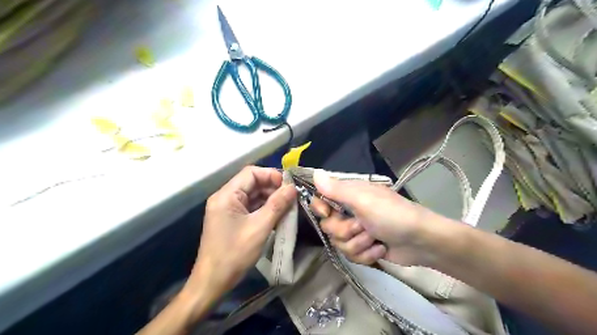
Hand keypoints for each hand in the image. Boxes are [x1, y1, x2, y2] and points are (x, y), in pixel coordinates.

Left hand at [188, 167, 295, 293]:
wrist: (212, 282)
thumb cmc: (234, 254)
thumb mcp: (260, 227)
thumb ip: (277, 205)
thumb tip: (292, 187)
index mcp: (227, 195)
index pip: (251, 173)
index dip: (271, 175)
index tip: (289, 186)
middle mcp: (225, 198)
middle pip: (252, 183)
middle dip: (273, 188)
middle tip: (292, 197)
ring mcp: (228, 209)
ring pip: (253, 195)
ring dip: (270, 199)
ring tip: (288, 206)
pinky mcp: (232, 219)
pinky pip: (250, 207)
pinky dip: (264, 209)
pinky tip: (278, 215)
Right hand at [315, 172, 438, 264]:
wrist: (421, 241)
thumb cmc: (392, 215)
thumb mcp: (362, 200)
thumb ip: (336, 189)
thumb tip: (315, 172)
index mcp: (348, 195)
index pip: (320, 199)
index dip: (320, 208)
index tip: (328, 213)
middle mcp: (349, 211)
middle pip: (328, 226)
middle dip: (346, 230)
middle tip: (363, 226)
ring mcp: (356, 231)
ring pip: (338, 243)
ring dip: (359, 244)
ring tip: (375, 239)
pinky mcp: (363, 247)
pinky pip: (350, 255)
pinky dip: (366, 254)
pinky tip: (380, 249)